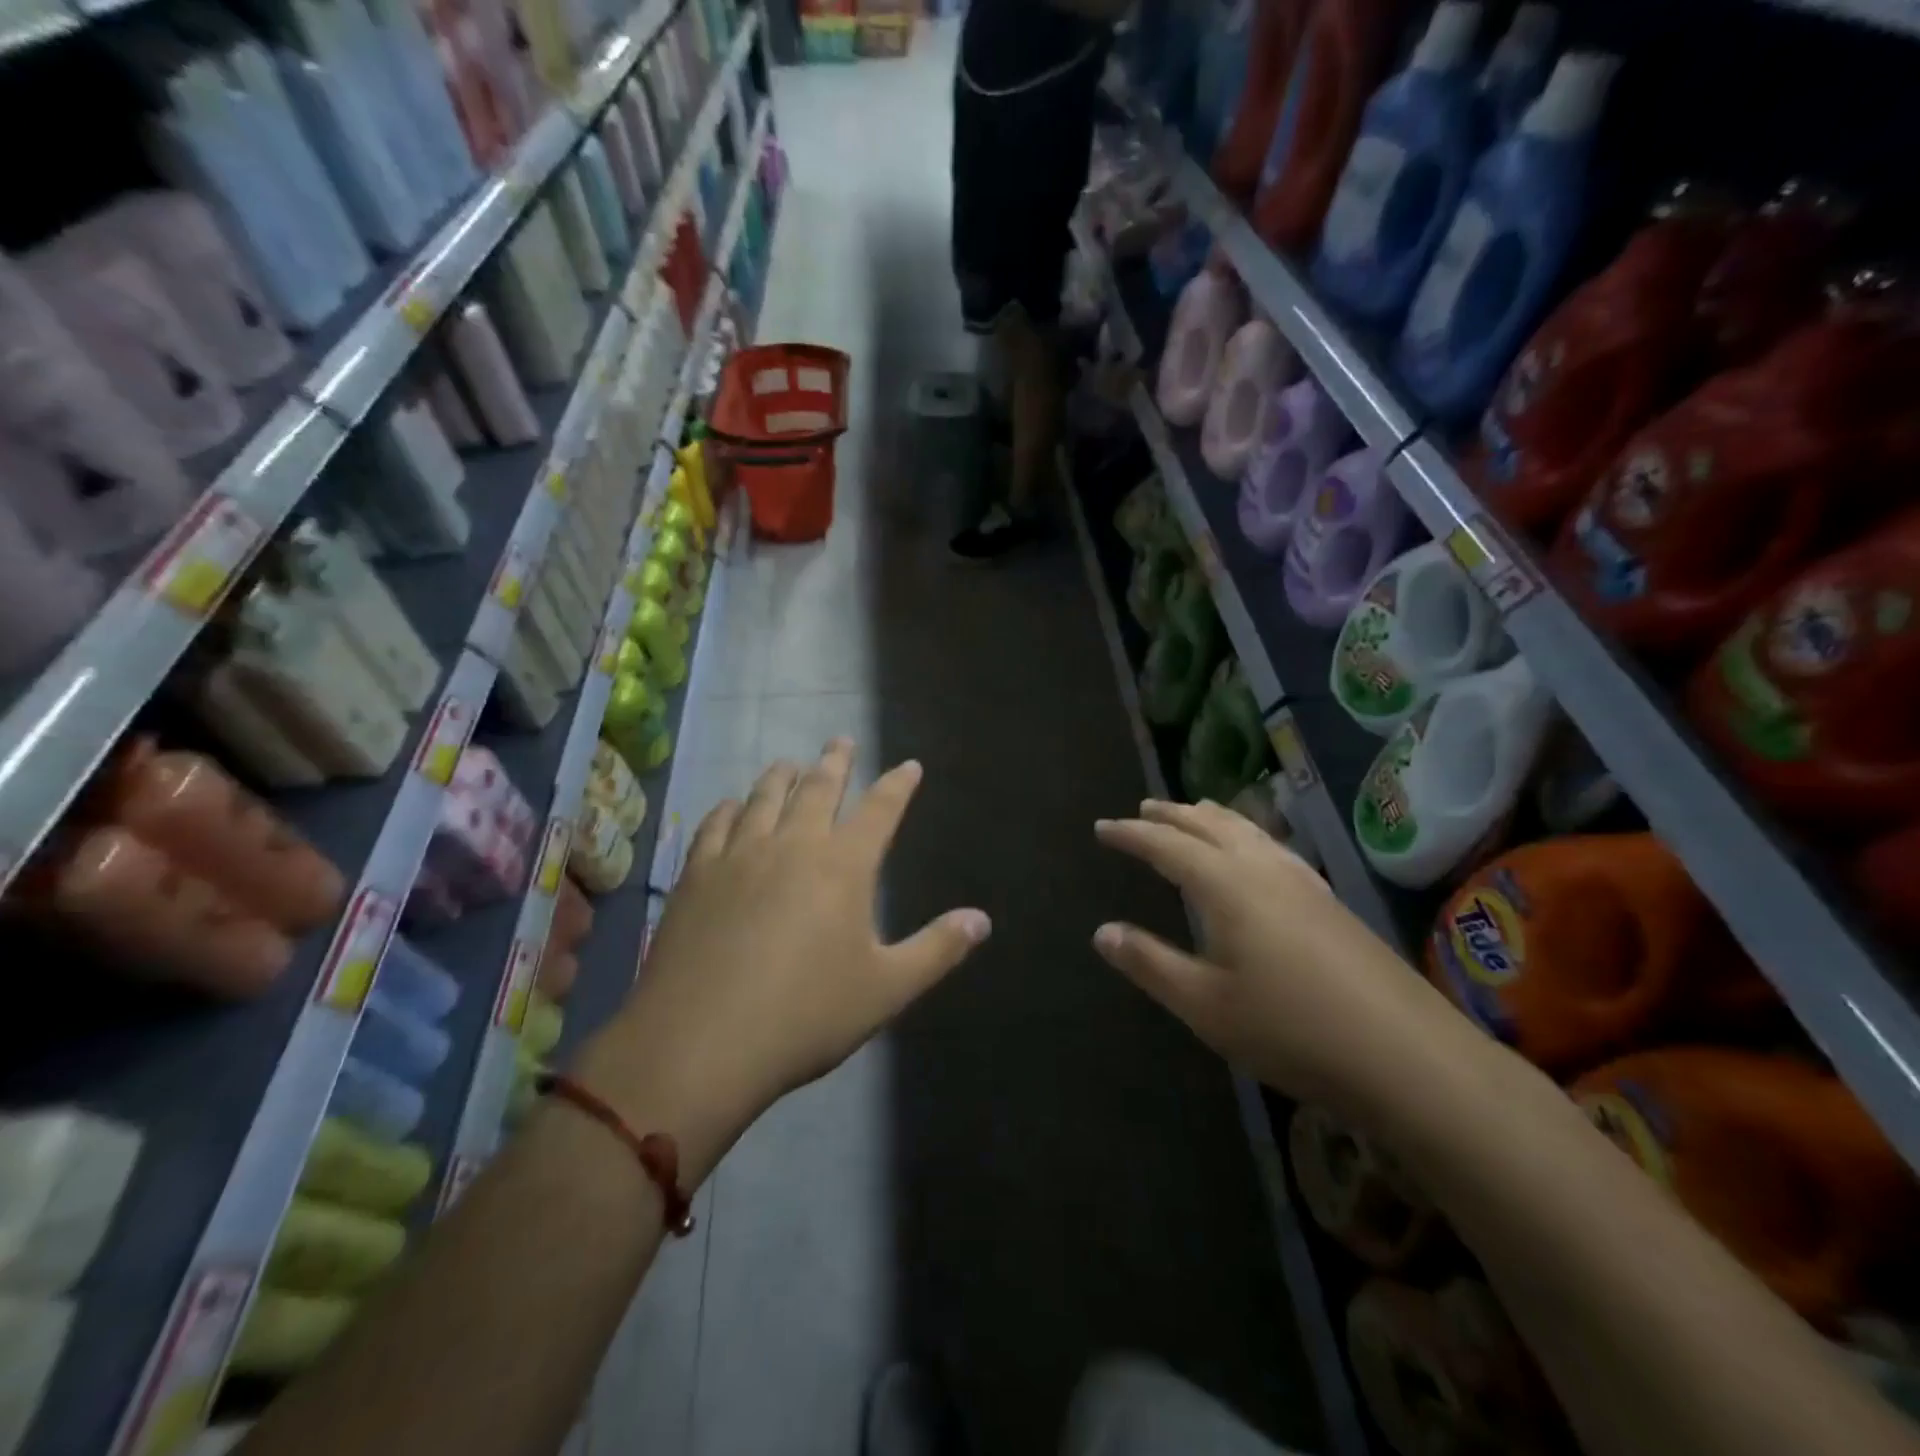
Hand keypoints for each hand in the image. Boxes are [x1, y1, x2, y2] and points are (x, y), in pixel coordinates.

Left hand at [587, 742, 990, 1169]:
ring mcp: (738, 856)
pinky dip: (730, 808)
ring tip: (790, 764)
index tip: (909, 765)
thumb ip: (937, 949)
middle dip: (835, 762)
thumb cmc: (805, 1016)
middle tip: (841, 740)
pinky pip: (716, 825)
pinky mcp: (696, 875)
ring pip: (764, 797)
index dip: (898, 785)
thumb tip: (982, 919)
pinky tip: (732, 807)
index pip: (880, 810)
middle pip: (818, 788)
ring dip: (782, 776)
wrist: (701, 1044)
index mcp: (843, 866)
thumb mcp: (886, 989)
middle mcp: (792, 845)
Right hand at [1092, 799, 1477, 1119]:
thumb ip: (1151, 963)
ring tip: (1194, 811)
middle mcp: (1263, 869)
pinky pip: (1274, 847)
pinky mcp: (1330, 901)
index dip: (1131, 834)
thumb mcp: (1205, 1005)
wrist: (1409, 1056)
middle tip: (1143, 807)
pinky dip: (1248, 835)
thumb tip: (1102, 931)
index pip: (1167, 845)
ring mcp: (1304, 882)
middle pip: (1210, 826)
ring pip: (1249, 831)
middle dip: (1172, 815)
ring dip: (1213, 818)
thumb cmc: (1292, 1030)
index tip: (1102, 826)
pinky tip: (1258, 853)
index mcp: (1227, 886)